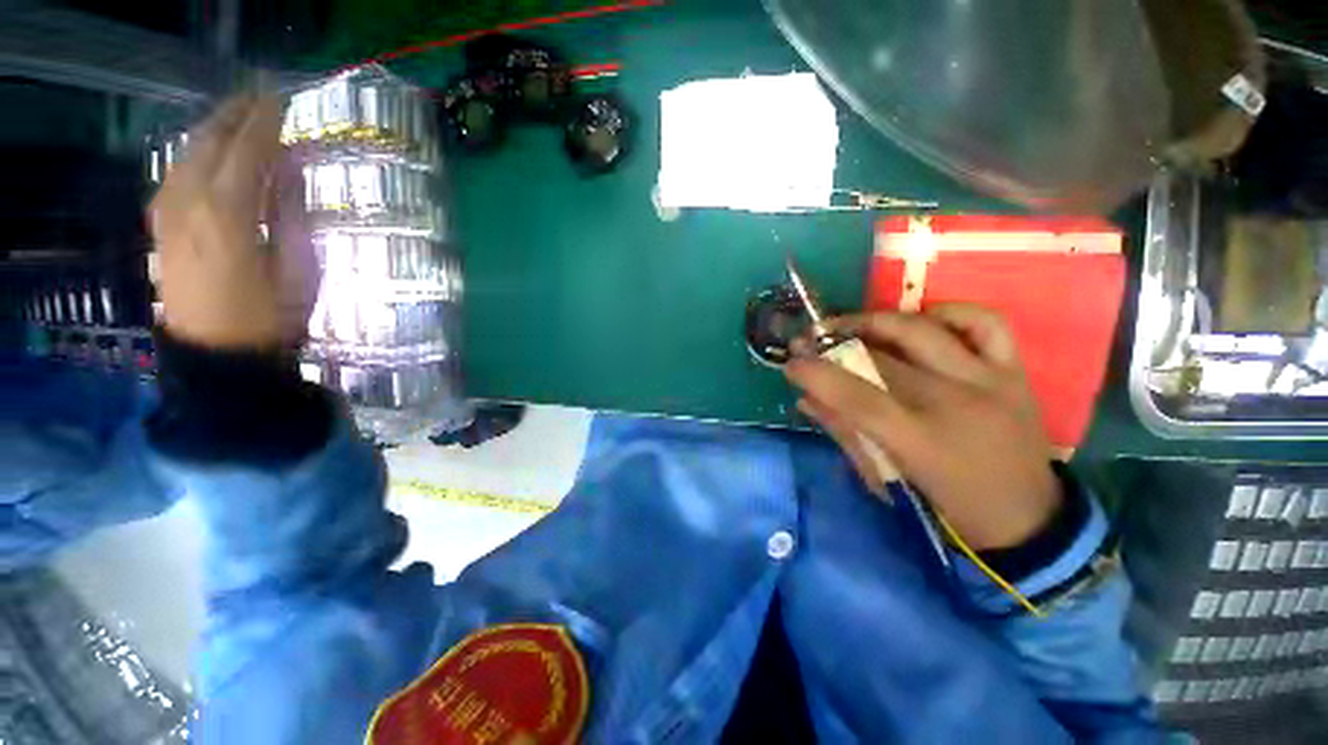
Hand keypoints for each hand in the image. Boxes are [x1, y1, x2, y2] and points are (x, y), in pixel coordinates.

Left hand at [150, 92, 316, 349]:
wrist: (215, 353)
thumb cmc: (270, 316)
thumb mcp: (299, 269)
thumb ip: (291, 213)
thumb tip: (292, 167)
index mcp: (228, 213)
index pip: (247, 149)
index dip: (265, 121)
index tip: (282, 97)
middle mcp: (189, 201)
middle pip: (210, 141)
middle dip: (236, 113)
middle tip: (262, 96)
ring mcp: (168, 211)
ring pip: (188, 151)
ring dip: (215, 128)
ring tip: (239, 115)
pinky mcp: (160, 222)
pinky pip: (176, 171)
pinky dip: (197, 151)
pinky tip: (210, 150)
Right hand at [784, 305, 1061, 550]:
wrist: (1028, 517)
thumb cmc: (946, 504)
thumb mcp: (886, 478)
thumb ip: (844, 433)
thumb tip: (806, 399)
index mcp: (922, 440)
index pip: (857, 395)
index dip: (817, 374)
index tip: (791, 363)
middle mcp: (957, 401)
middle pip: (883, 356)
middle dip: (835, 341)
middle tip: (808, 339)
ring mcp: (990, 380)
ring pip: (924, 329)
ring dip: (877, 320)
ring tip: (850, 324)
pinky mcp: (1013, 371)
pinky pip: (984, 322)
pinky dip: (947, 312)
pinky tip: (921, 320)